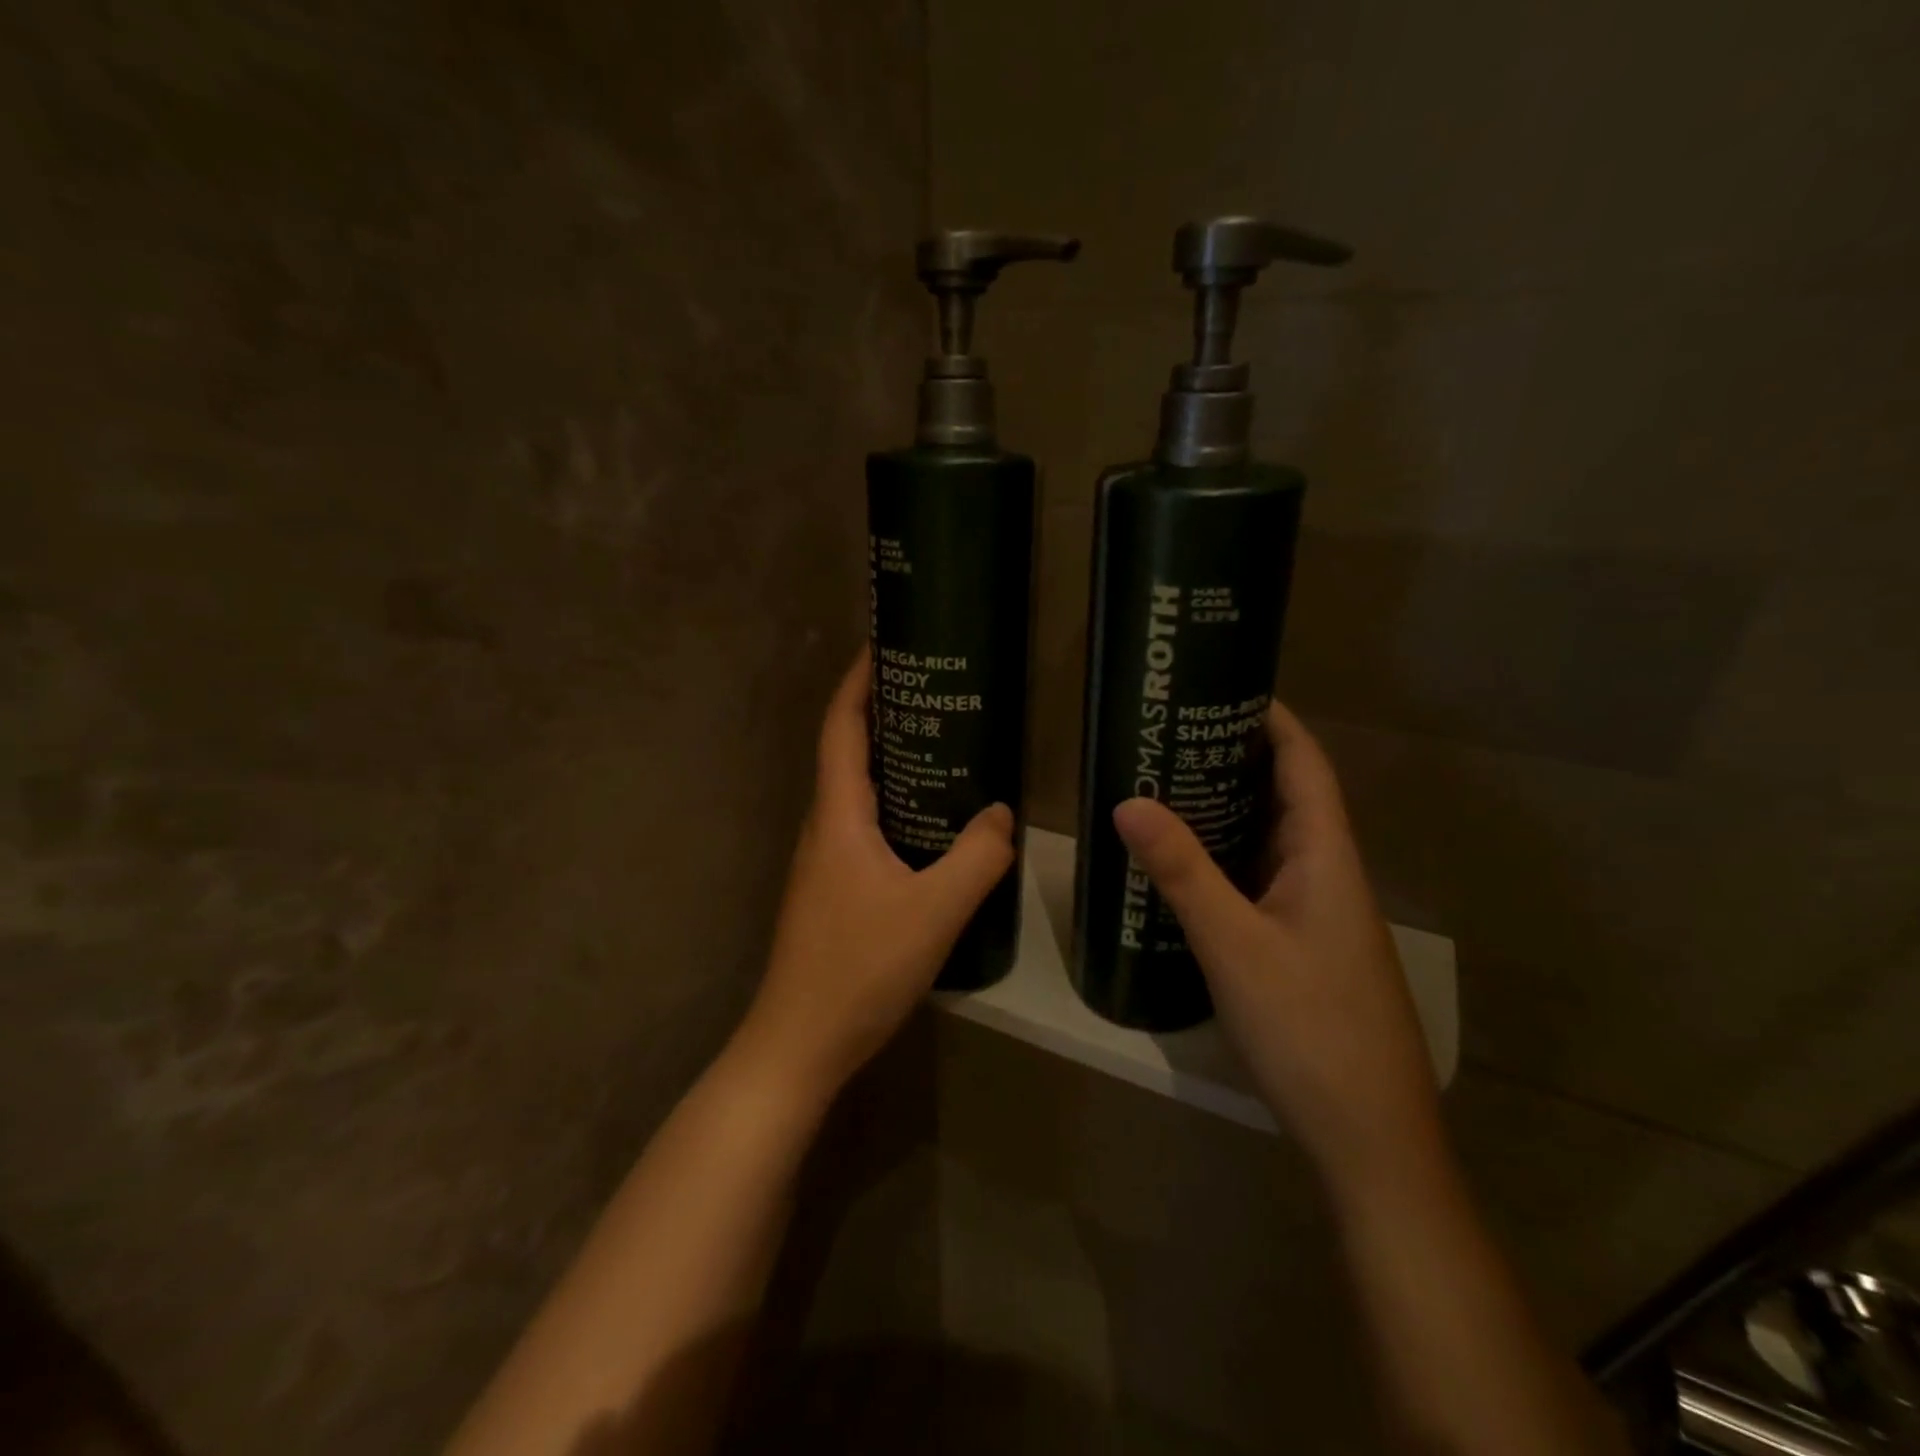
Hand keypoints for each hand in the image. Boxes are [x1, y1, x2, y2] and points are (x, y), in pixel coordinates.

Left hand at [734, 648, 1015, 1101]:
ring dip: (889, 759)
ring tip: (941, 745)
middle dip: (882, 712)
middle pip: (847, 752)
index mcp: (838, 816)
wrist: (799, 1042)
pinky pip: (864, 826)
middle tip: (934, 691)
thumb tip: (1000, 814)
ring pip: (857, 792)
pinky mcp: (833, 889)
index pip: (841, 728)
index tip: (884, 644)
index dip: (858, 681)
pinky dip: (893, 803)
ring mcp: (824, 861)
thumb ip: (977, 857)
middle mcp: (824, 827)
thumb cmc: (860, 968)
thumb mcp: (935, 910)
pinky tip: (930, 822)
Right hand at [1113, 700, 1441, 1193]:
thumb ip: (1182, 872)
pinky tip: (1183, 865)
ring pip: (1269, 841)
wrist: (1368, 1137)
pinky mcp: (1299, 946)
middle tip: (1171, 736)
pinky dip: (1224, 857)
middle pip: (1285, 797)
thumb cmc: (1309, 1028)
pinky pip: (1259, 880)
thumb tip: (1128, 801)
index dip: (1273, 722)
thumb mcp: (1234, 944)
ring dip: (1227, 809)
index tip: (1223, 688)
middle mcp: (1326, 875)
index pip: (1305, 766)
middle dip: (1236, 759)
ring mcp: (1314, 914)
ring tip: (1165, 785)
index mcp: (1326, 858)